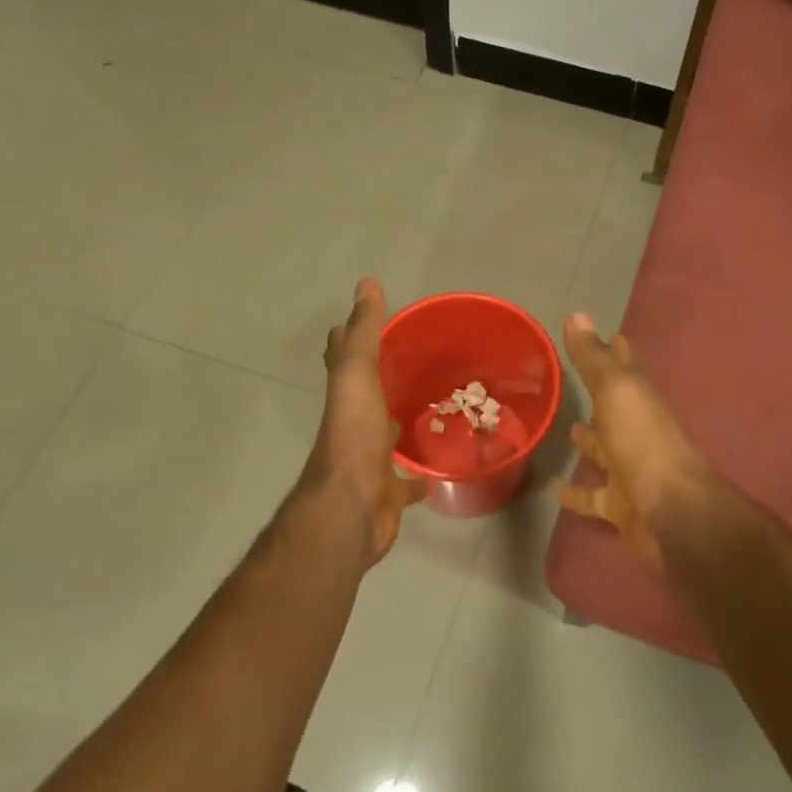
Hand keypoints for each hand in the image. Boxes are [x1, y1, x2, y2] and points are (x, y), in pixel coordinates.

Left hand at [301, 279, 425, 566]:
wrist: (351, 508)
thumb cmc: (355, 436)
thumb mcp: (358, 375)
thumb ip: (364, 333)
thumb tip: (366, 283)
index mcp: (347, 395)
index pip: (347, 357)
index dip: (355, 336)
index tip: (379, 319)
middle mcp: (356, 424)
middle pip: (369, 395)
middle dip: (386, 379)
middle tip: (420, 362)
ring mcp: (372, 459)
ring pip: (389, 434)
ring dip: (403, 423)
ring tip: (437, 407)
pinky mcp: (389, 491)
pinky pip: (409, 480)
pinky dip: (423, 474)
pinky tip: (444, 468)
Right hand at [556, 313, 714, 571]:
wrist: (672, 514)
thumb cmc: (643, 444)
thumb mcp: (616, 391)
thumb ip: (594, 359)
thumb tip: (577, 314)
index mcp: (639, 401)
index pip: (627, 368)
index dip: (618, 351)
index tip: (611, 335)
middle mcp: (637, 432)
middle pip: (616, 409)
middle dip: (601, 395)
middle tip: (575, 382)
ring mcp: (629, 469)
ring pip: (605, 451)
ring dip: (589, 442)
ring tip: (567, 428)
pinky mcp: (620, 505)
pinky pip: (593, 497)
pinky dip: (575, 494)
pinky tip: (554, 490)